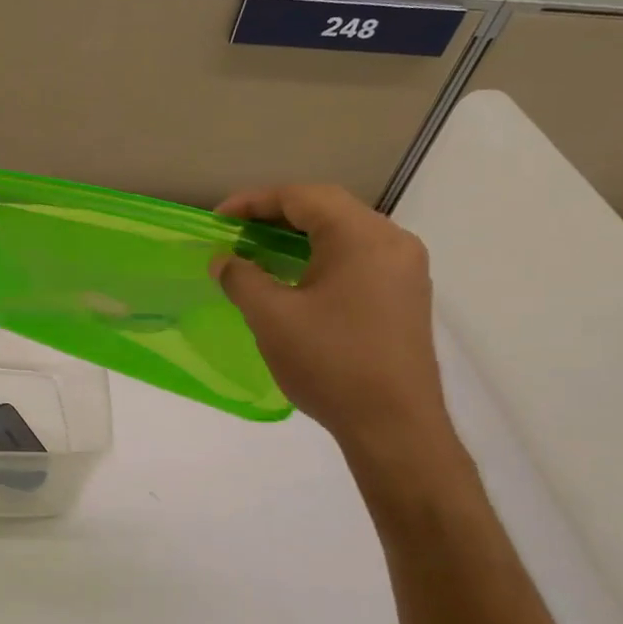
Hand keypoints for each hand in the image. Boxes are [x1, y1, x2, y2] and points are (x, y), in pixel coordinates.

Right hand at [214, 184, 450, 453]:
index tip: (217, 220)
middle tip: (235, 233)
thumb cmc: (330, 362)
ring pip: (344, 233)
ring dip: (298, 236)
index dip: (253, 202)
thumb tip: (223, 260)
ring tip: (258, 252)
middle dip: (275, 215)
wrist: (394, 426)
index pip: (302, 197)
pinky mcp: (405, 296)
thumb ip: (241, 278)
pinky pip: (357, 258)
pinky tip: (295, 279)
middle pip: (327, 209)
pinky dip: (320, 257)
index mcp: (362, 236)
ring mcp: (404, 270)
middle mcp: (392, 241)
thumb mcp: (271, 317)